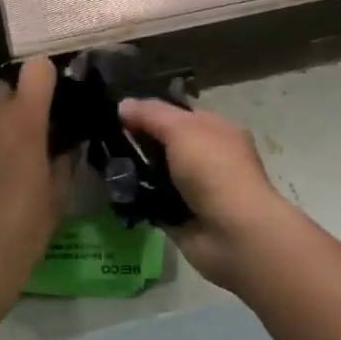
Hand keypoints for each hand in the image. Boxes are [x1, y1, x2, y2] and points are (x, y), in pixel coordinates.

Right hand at [115, 99, 311, 291]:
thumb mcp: (182, 130)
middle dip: (139, 142)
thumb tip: (123, 105)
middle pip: (167, 144)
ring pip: (158, 174)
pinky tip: (114, 192)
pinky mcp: (182, 218)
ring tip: (105, 165)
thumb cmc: (214, 171)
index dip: (150, 112)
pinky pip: (153, 203)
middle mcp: (209, 158)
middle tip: (105, 140)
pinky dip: (137, 200)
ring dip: (135, 172)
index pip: (180, 115)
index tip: (119, 115)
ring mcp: (196, 190)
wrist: (235, 234)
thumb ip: (151, 114)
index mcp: (217, 131)